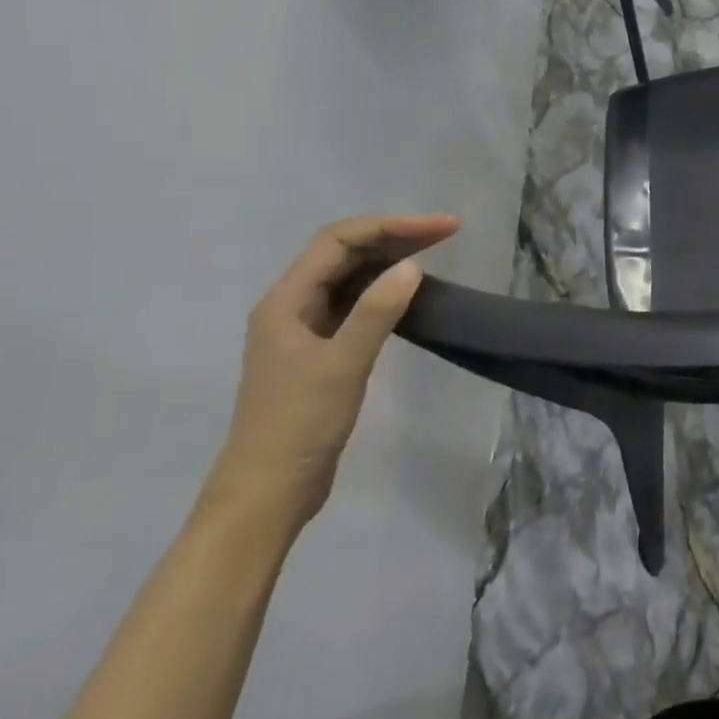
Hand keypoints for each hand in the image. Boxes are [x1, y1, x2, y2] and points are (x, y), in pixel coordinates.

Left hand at [205, 213, 461, 528]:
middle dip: (395, 236)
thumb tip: (413, 265)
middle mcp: (293, 306)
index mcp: (286, 302)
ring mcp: (307, 329)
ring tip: (437, 251)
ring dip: (392, 258)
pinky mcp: (322, 351)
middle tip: (449, 232)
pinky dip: (386, 288)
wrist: (269, 493)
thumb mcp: (342, 365)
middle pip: (345, 253)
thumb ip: (376, 312)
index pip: (339, 242)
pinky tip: (411, 291)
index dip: (391, 226)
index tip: (442, 229)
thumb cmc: (299, 425)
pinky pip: (357, 302)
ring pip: (352, 276)